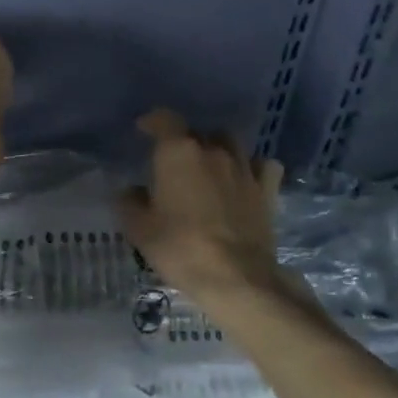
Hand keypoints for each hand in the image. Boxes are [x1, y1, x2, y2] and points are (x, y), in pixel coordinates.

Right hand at [118, 108, 276, 298]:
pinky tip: (244, 179)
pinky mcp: (267, 189)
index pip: (164, 120)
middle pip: (196, 132)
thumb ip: (130, 202)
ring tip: (208, 167)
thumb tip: (131, 191)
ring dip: (216, 149)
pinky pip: (261, 165)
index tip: (143, 130)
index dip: (152, 122)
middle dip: (183, 141)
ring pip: (229, 143)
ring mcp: (244, 167)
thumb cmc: (180, 248)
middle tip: (173, 162)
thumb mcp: (139, 228)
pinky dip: (252, 167)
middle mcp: (213, 150)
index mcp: (178, 152)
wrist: (236, 277)